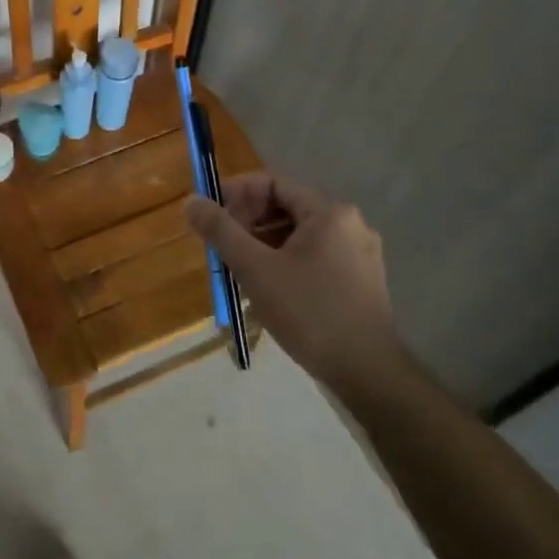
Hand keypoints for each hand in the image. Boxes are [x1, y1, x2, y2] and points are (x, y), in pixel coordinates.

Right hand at [183, 172, 400, 387]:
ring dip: (264, 243)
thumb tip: (190, 201)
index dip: (236, 193)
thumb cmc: (309, 313)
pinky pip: (314, 256)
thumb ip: (221, 231)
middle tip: (221, 244)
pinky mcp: (361, 281)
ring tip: (239, 268)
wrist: (368, 375)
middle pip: (286, 206)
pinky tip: (269, 287)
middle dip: (248, 220)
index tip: (211, 214)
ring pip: (299, 234)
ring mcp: (360, 254)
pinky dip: (286, 261)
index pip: (273, 183)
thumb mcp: (255, 269)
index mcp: (329, 212)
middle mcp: (350, 224)